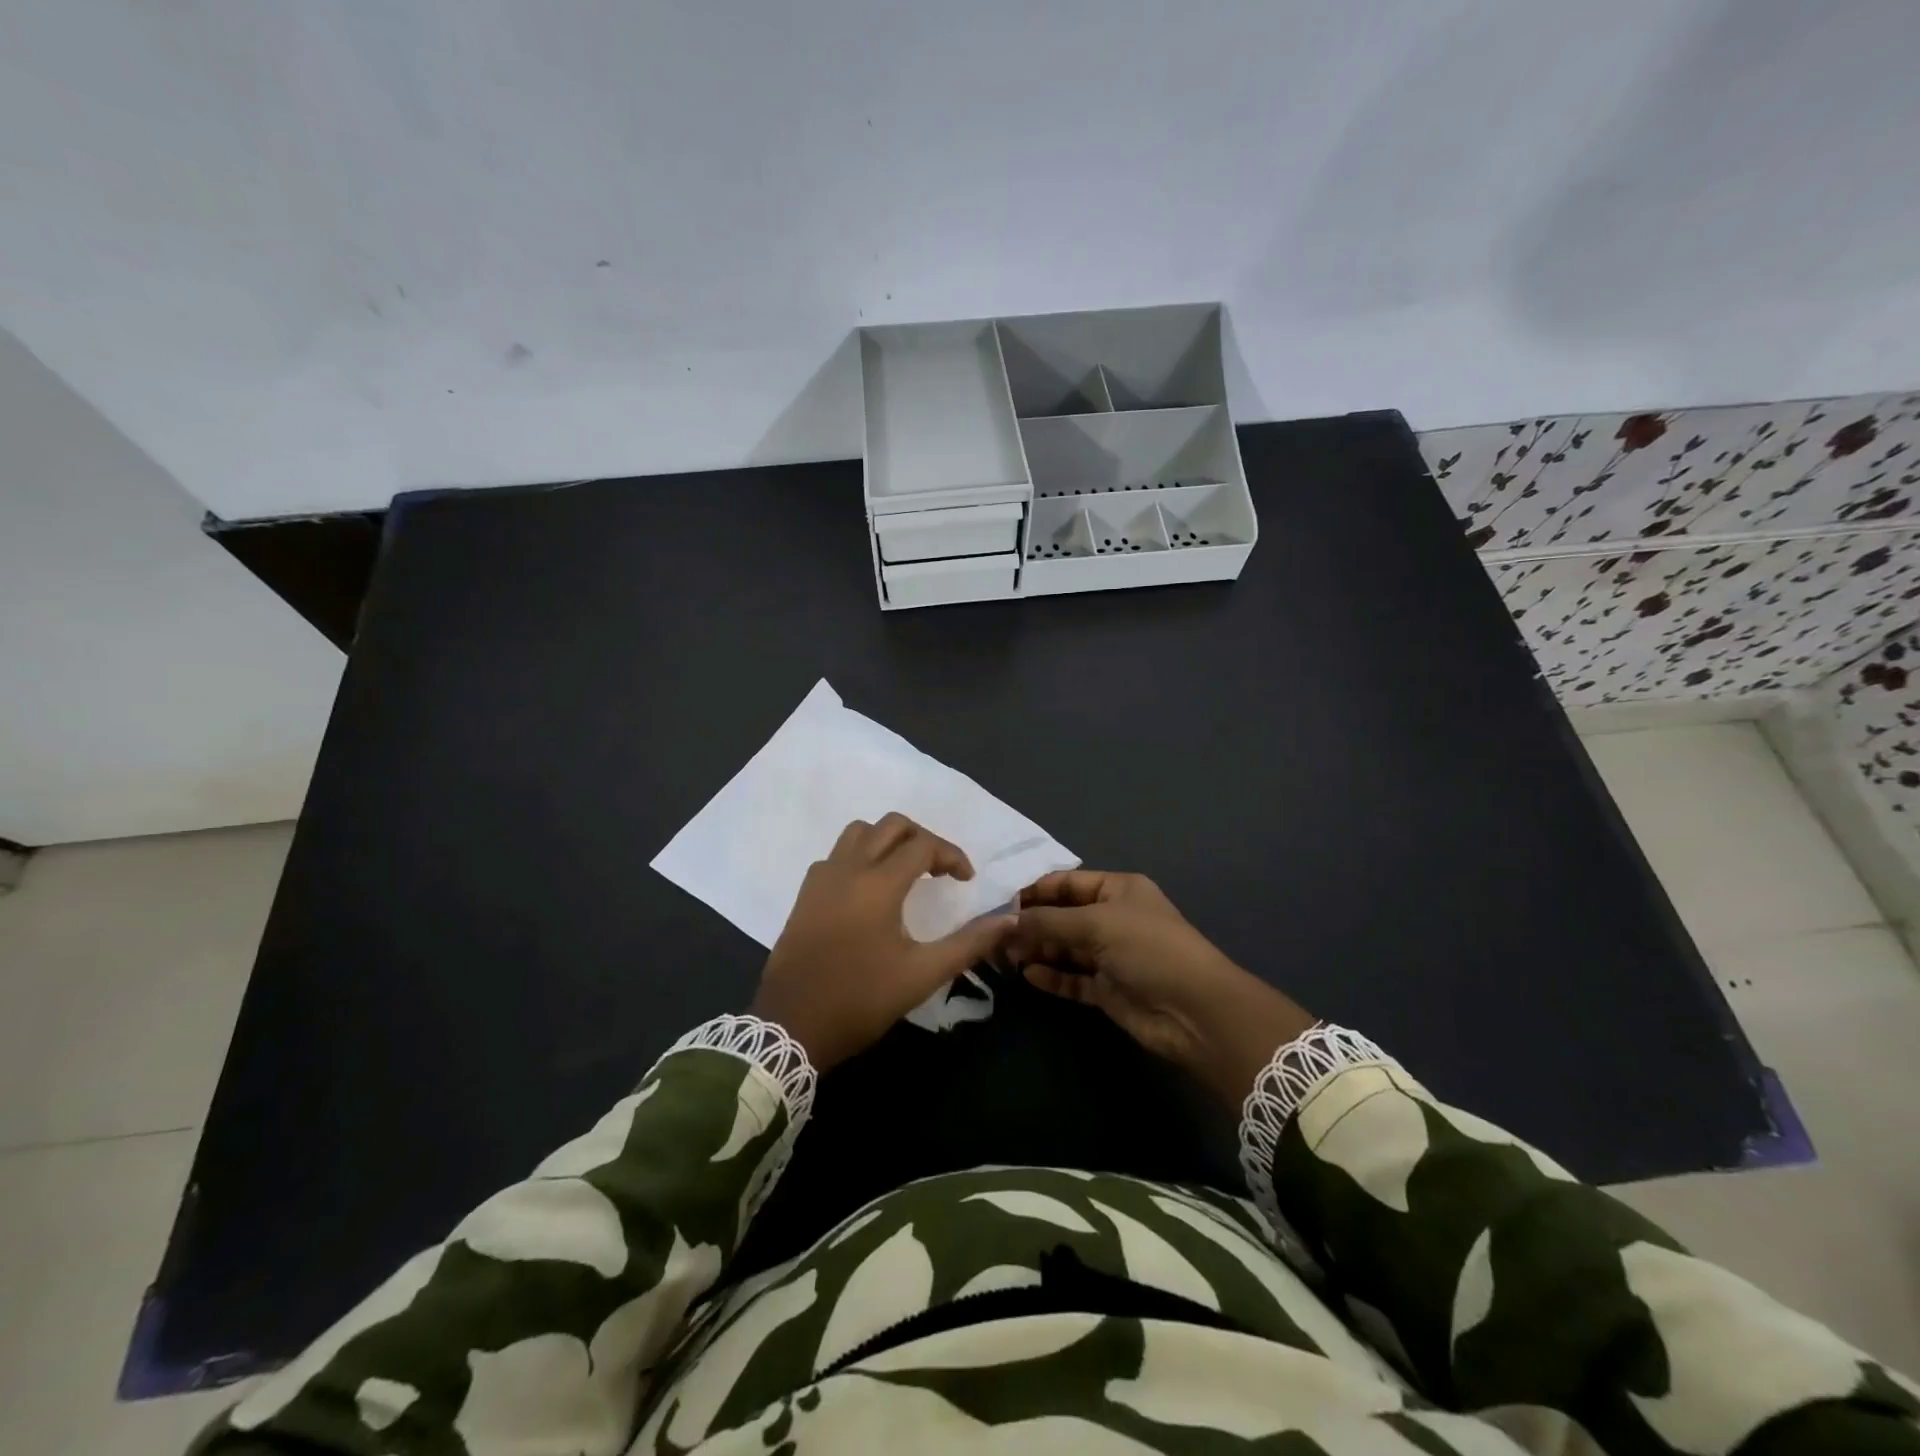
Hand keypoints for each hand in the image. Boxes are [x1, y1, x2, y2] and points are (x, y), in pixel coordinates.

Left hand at [751, 814, 1015, 1070]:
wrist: (791, 1026)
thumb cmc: (860, 999)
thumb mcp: (922, 975)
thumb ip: (968, 944)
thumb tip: (1008, 919)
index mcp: (878, 884)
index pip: (923, 845)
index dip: (951, 855)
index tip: (966, 880)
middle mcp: (848, 869)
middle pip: (891, 825)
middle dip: (922, 839)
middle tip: (939, 870)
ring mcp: (821, 878)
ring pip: (858, 832)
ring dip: (888, 840)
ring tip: (906, 871)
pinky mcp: (805, 894)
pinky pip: (836, 854)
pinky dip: (860, 855)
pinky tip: (869, 889)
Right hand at [1005, 870, 1315, 1104]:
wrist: (1196, 1012)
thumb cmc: (1149, 949)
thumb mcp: (1096, 924)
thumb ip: (1048, 922)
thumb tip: (1005, 922)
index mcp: (1117, 890)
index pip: (1066, 883)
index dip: (1034, 891)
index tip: (998, 902)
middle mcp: (1113, 918)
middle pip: (1062, 916)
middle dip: (1030, 923)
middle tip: (992, 933)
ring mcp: (1111, 955)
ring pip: (1064, 948)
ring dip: (1037, 950)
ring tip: (1002, 955)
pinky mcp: (1108, 989)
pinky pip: (1072, 978)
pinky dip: (1051, 976)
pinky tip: (1027, 975)